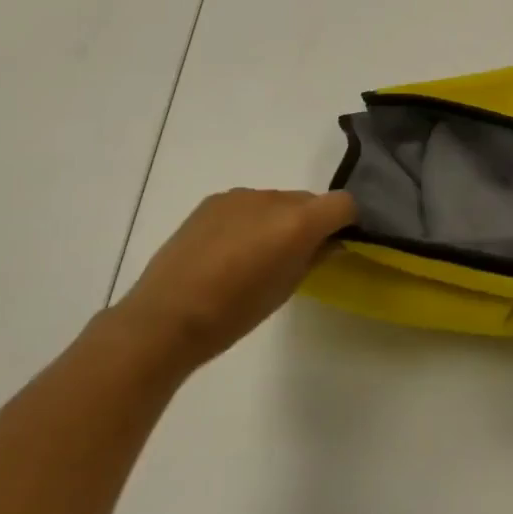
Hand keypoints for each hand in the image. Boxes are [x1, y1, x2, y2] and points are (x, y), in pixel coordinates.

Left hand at [113, 189, 355, 370]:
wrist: (166, 317)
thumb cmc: (235, 313)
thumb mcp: (286, 289)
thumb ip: (314, 257)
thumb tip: (329, 242)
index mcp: (298, 221)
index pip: (343, 203)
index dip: (346, 221)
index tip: (337, 243)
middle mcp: (273, 198)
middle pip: (308, 200)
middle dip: (310, 222)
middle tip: (295, 257)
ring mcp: (240, 196)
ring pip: (276, 202)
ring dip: (278, 221)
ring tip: (254, 257)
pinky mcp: (212, 201)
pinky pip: (246, 205)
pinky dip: (249, 220)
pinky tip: (228, 251)